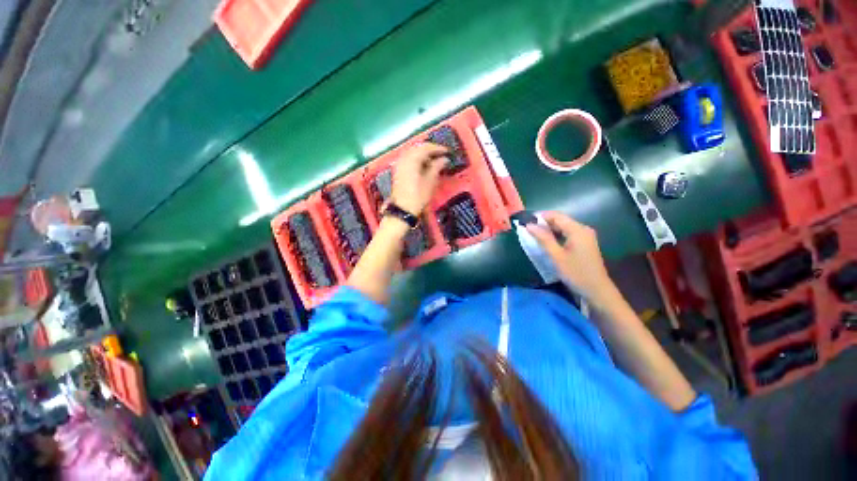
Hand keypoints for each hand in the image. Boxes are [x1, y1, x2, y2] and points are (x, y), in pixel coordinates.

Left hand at [390, 143, 448, 215]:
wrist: (403, 210)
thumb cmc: (418, 196)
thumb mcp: (430, 181)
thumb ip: (437, 167)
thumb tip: (444, 159)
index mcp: (412, 159)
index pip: (426, 148)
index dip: (438, 148)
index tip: (447, 152)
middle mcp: (404, 158)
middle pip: (418, 148)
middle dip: (430, 150)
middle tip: (441, 155)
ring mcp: (399, 165)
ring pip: (412, 154)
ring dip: (423, 155)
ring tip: (433, 162)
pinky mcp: (398, 172)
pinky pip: (408, 160)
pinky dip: (416, 160)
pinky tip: (423, 167)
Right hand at [526, 212, 614, 300]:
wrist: (597, 291)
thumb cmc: (576, 273)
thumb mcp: (556, 256)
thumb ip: (543, 238)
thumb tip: (529, 225)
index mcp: (577, 230)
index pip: (556, 215)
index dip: (540, 216)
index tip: (525, 221)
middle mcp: (583, 229)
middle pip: (561, 220)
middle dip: (544, 223)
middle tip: (527, 230)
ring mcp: (585, 236)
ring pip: (563, 227)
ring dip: (549, 230)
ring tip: (534, 235)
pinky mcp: (585, 244)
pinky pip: (568, 234)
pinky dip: (556, 236)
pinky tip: (547, 242)